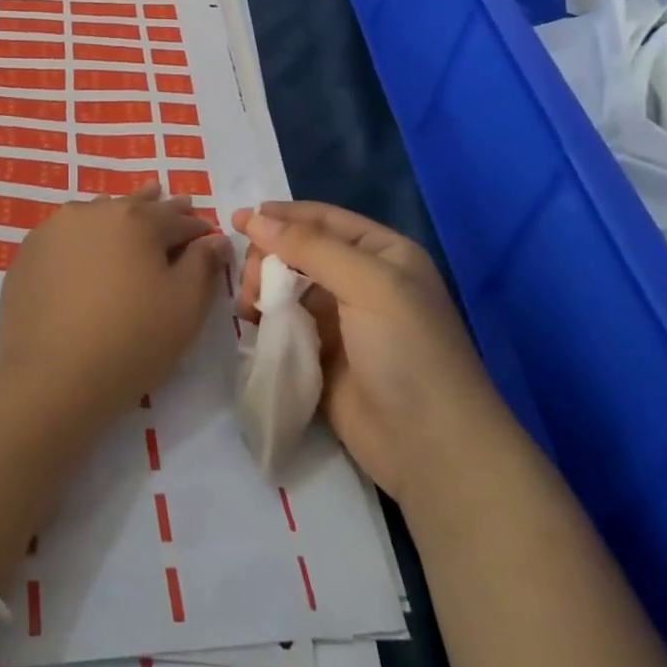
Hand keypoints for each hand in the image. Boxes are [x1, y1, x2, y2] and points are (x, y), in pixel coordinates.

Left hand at [0, 185, 228, 432]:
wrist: (51, 376)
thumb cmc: (131, 341)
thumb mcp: (184, 308)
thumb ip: (203, 266)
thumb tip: (215, 239)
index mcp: (136, 220)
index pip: (177, 219)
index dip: (196, 228)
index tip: (207, 234)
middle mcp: (94, 212)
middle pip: (134, 206)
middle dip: (157, 208)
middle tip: (171, 200)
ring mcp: (55, 229)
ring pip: (96, 214)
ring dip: (117, 217)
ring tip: (127, 217)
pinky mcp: (29, 252)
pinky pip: (66, 235)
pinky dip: (82, 238)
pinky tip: (85, 251)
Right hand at [233, 201, 509, 500]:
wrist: (431, 450)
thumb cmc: (408, 352)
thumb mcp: (368, 285)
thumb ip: (309, 247)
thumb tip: (252, 219)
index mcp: (383, 254)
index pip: (323, 219)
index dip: (280, 216)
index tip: (235, 220)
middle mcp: (363, 280)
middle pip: (299, 251)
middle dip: (268, 257)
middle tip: (248, 280)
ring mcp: (343, 320)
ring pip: (288, 286)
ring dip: (263, 288)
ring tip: (249, 308)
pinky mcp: (323, 355)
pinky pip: (286, 323)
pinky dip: (266, 319)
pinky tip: (252, 326)